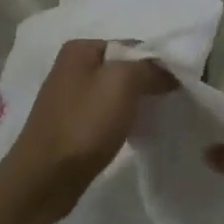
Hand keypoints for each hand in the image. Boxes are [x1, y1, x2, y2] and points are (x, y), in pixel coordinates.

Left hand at [0, 40, 175, 222]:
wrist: (45, 178)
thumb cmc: (84, 124)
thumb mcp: (122, 83)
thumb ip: (147, 67)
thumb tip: (166, 70)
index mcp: (80, 48)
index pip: (130, 45)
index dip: (156, 62)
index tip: (178, 84)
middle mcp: (71, 66)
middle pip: (122, 68)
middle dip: (146, 82)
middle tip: (170, 101)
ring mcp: (69, 96)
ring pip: (114, 92)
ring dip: (134, 103)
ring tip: (155, 117)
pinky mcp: (70, 123)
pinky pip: (104, 113)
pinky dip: (120, 120)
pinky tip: (133, 132)